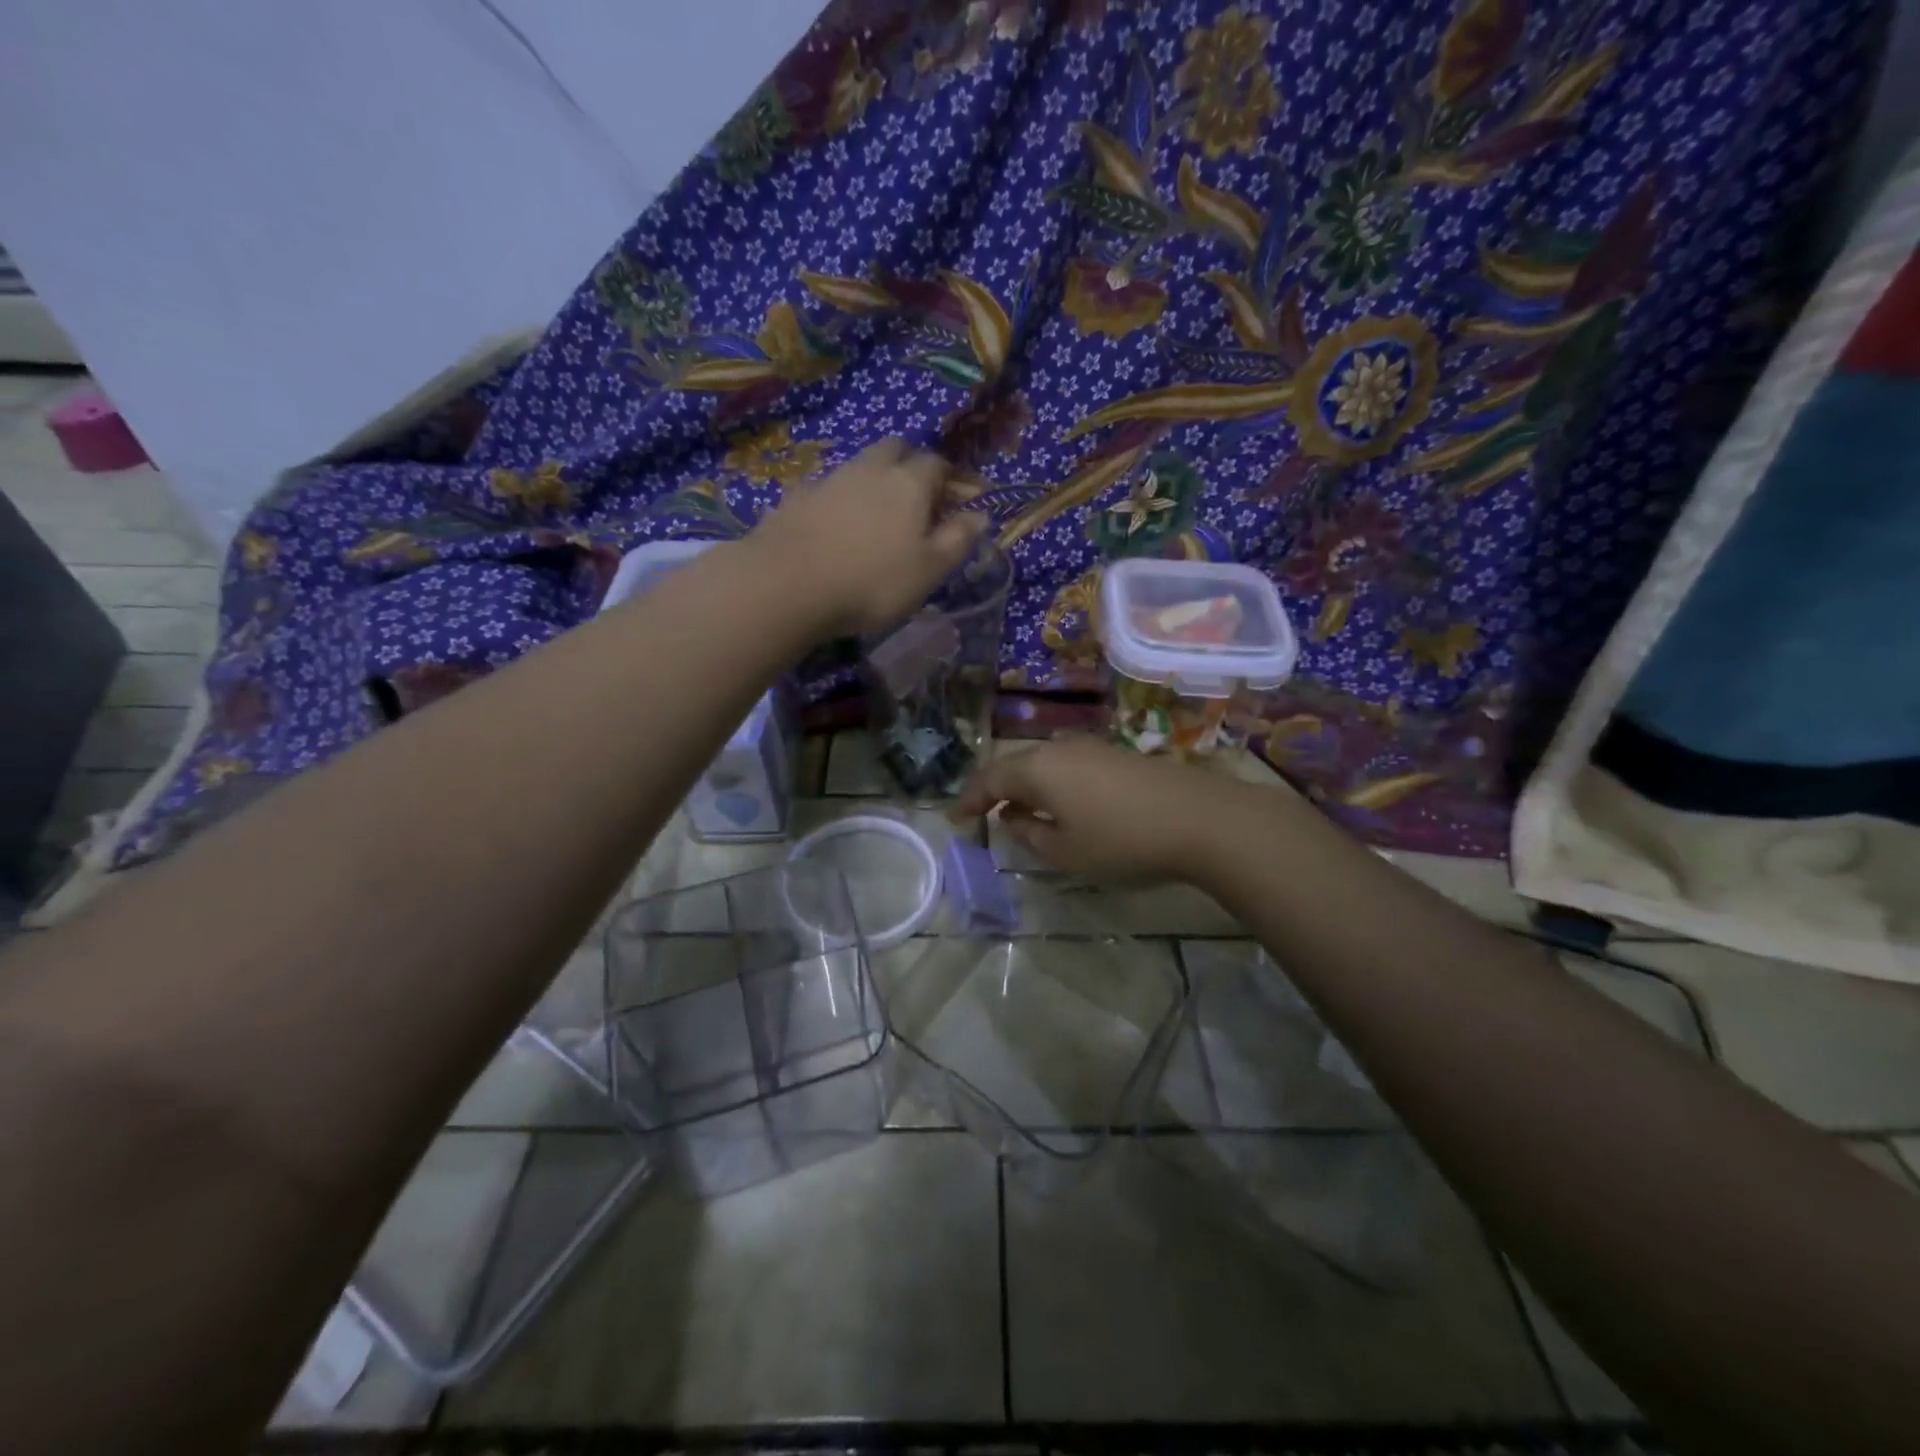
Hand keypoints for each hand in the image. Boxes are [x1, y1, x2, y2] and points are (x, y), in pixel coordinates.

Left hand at [746, 438, 989, 636]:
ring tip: (879, 514)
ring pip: (860, 466)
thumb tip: (980, 514)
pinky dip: (840, 500)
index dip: (955, 480)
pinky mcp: (795, 498)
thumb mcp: (929, 570)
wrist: (788, 585)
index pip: (939, 465)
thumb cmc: (873, 581)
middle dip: (913, 464)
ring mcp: (829, 479)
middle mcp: (869, 469)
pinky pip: (827, 489)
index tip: (965, 499)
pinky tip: (836, 525)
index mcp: (909, 482)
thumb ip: (957, 540)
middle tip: (921, 495)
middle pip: (896, 449)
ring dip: (875, 480)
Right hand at [951, 736, 1275, 884]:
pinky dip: (1051, 785)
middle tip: (981, 813)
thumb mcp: (1065, 851)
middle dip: (995, 790)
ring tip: (1017, 812)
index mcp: (1037, 769)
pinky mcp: (1116, 756)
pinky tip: (1059, 805)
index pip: (990, 780)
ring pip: (1043, 764)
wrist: (1199, 819)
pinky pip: (1067, 766)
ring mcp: (1091, 748)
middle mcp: (1059, 749)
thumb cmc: (1121, 840)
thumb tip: (1013, 819)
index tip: (954, 817)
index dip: (969, 799)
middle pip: (1015, 766)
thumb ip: (1030, 835)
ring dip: (1025, 787)